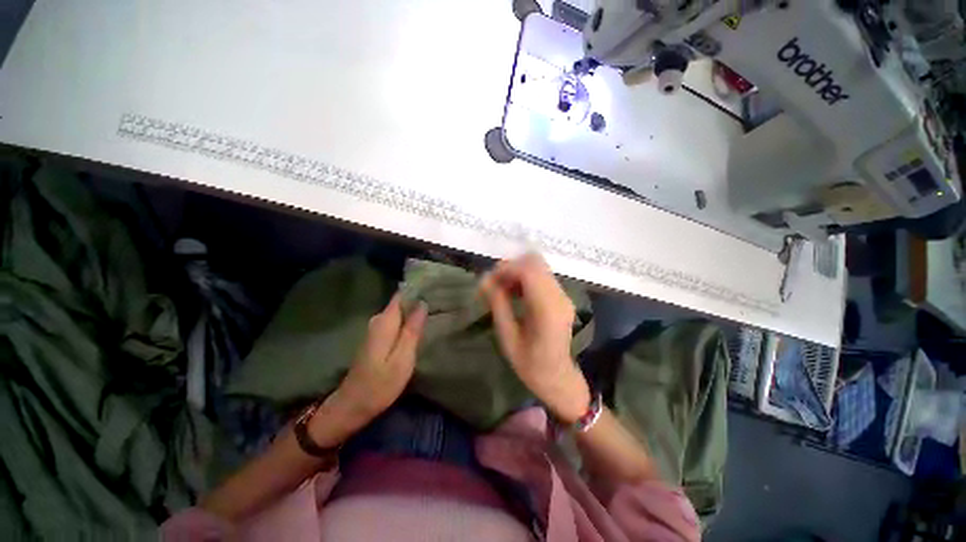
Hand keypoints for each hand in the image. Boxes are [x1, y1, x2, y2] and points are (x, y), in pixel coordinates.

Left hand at [322, 293, 427, 435]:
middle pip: (401, 302)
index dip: (417, 289)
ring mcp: (376, 329)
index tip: (435, 286)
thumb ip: (412, 330)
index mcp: (385, 321)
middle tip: (442, 300)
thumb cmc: (380, 384)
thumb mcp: (402, 358)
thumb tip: (422, 303)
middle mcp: (378, 320)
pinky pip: (395, 322)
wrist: (352, 405)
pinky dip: (408, 321)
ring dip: (415, 311)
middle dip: (419, 299)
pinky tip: (421, 324)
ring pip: (399, 312)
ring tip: (436, 309)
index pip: (401, 295)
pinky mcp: (377, 338)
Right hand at [480, 253, 590, 423]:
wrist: (558, 378)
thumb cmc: (530, 364)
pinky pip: (542, 277)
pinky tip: (515, 293)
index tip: (488, 280)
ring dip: (518, 272)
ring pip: (539, 267)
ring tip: (502, 289)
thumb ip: (498, 304)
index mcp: (547, 309)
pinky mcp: (562, 297)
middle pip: (535, 263)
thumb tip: (484, 280)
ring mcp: (564, 296)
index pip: (528, 271)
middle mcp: (559, 297)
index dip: (506, 269)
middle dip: (511, 267)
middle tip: (494, 283)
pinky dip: (526, 278)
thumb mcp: (508, 336)